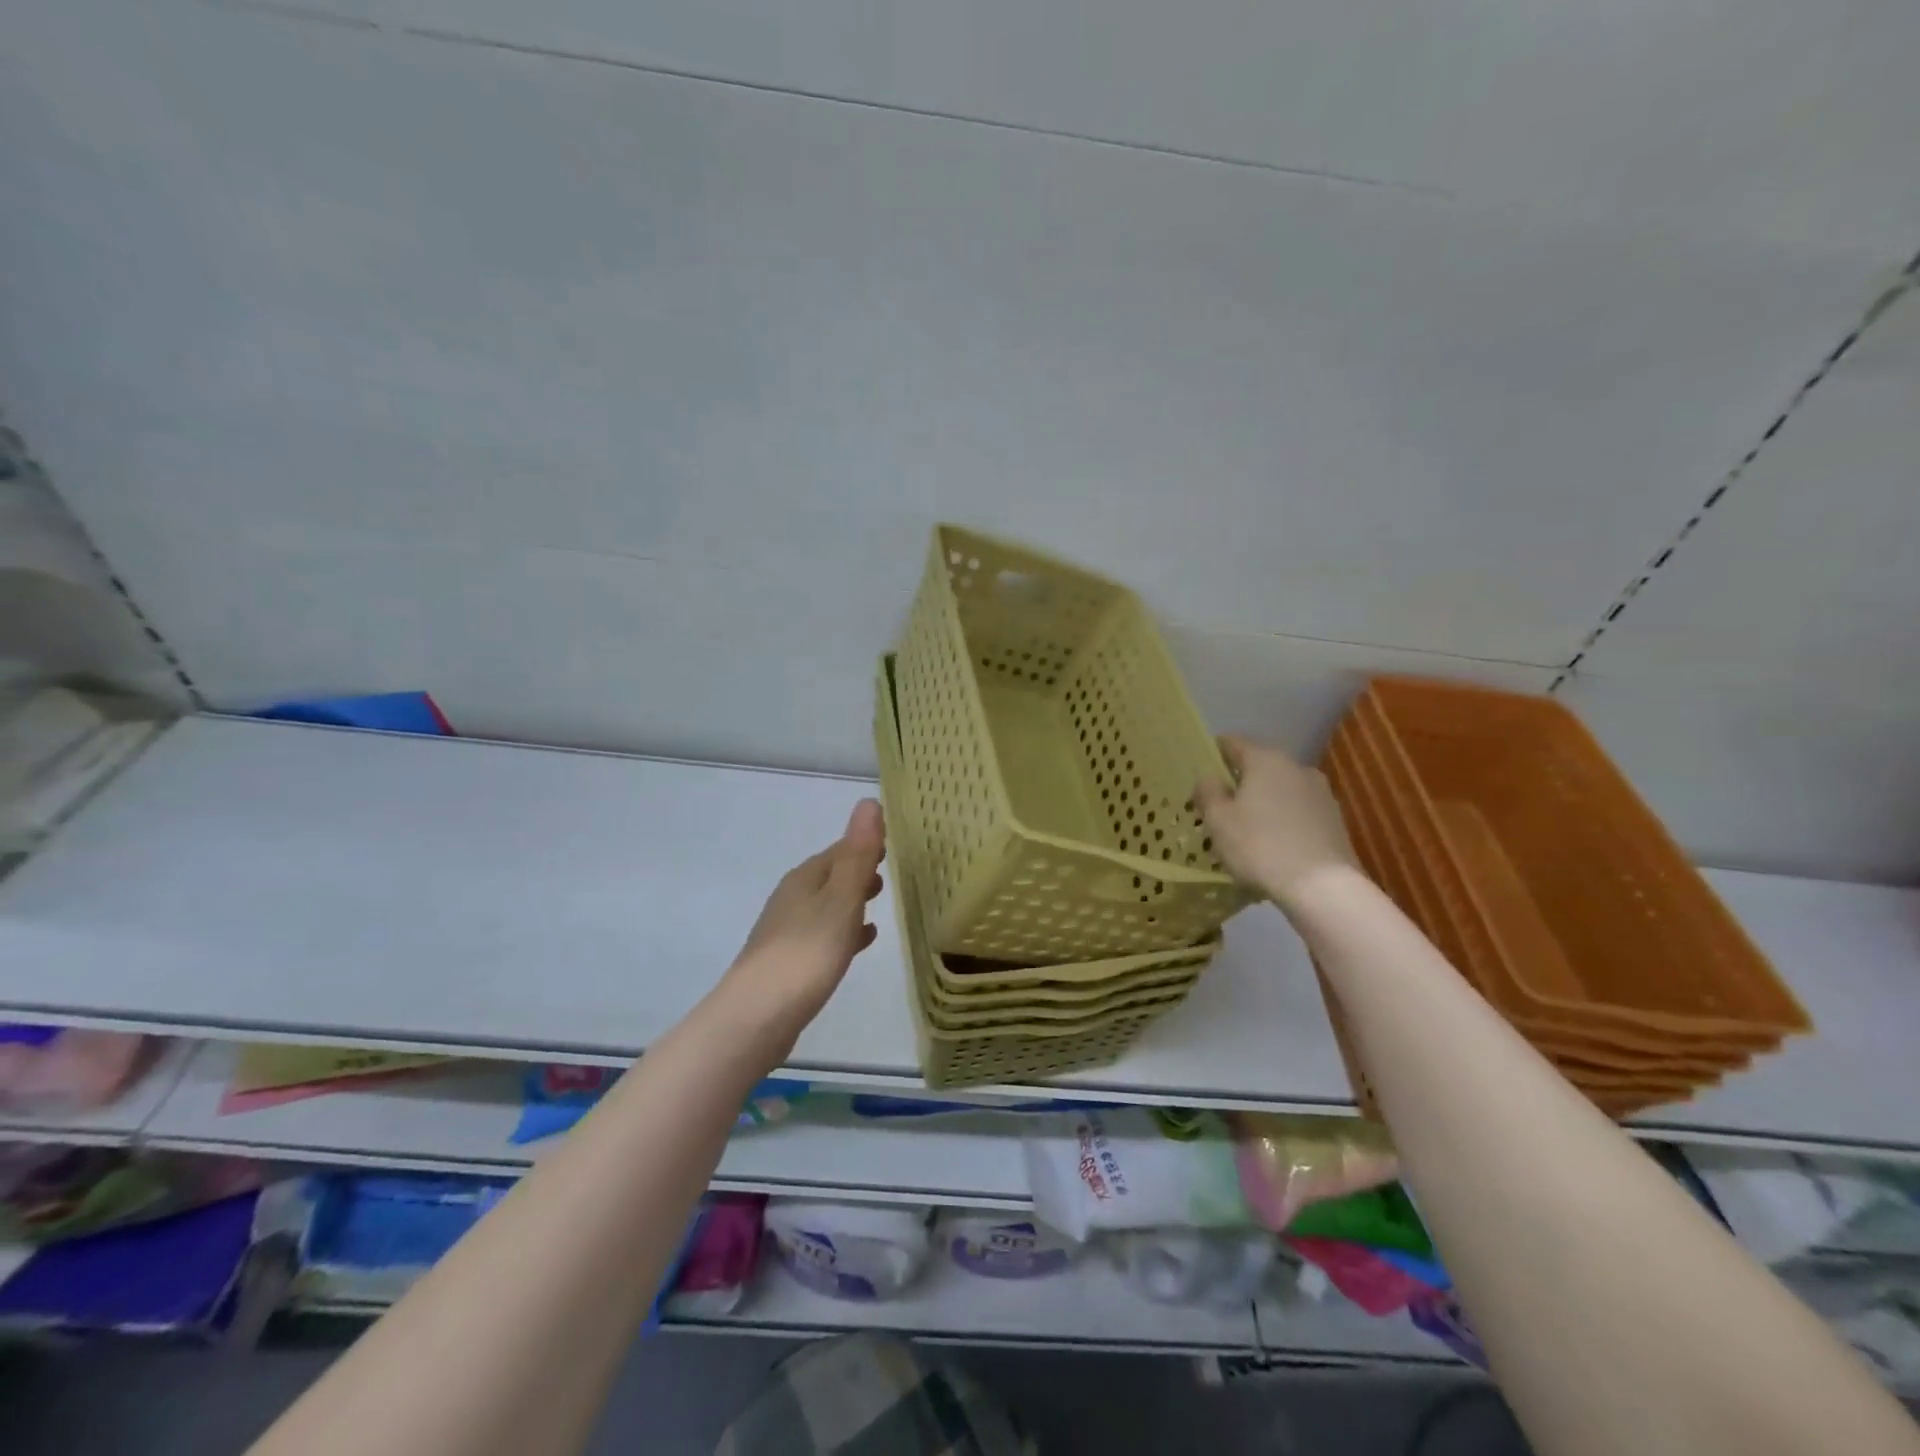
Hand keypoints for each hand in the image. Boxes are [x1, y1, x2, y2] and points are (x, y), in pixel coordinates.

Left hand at [723, 799, 886, 1043]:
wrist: (756, 1018)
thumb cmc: (806, 953)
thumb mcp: (841, 899)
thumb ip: (858, 854)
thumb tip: (868, 802)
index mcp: (805, 879)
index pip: (839, 850)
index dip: (864, 845)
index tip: (891, 842)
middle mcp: (792, 898)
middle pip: (830, 876)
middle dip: (857, 871)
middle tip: (888, 871)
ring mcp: (787, 931)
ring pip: (826, 905)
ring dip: (851, 900)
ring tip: (879, 900)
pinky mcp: (788, 962)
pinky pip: (823, 934)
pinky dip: (844, 930)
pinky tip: (861, 941)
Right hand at [1194, 736, 1359, 910]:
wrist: (1323, 887)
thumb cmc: (1260, 847)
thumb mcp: (1219, 820)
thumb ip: (1208, 792)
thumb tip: (1208, 777)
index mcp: (1265, 760)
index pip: (1231, 743)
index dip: (1212, 755)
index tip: (1199, 777)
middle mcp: (1296, 767)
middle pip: (1258, 767)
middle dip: (1238, 783)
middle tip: (1219, 809)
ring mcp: (1321, 793)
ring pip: (1280, 790)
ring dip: (1262, 803)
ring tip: (1246, 832)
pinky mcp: (1335, 819)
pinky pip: (1298, 811)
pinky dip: (1283, 821)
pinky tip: (1273, 846)